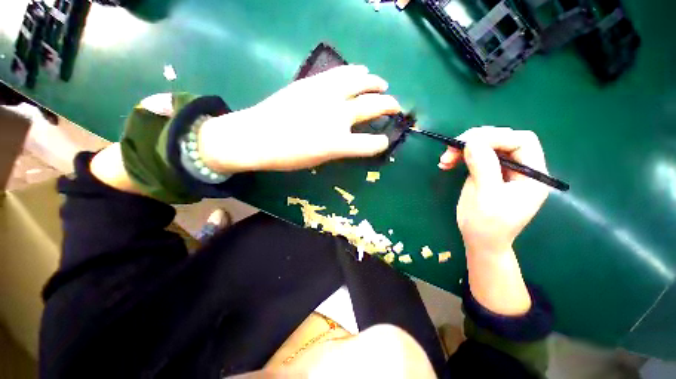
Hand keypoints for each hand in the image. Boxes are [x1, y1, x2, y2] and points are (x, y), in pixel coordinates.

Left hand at [198, 65, 400, 172]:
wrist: (255, 136)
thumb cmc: (287, 156)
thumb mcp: (318, 160)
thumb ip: (338, 147)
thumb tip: (350, 138)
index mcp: (337, 143)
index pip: (369, 144)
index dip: (380, 144)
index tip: (384, 142)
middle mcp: (336, 117)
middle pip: (371, 107)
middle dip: (389, 106)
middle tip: (396, 106)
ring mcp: (325, 96)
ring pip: (359, 82)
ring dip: (374, 83)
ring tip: (382, 84)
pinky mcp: (313, 83)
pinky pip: (340, 73)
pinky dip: (354, 71)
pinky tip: (360, 70)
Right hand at [438, 127, 548, 255]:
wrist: (480, 242)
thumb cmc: (487, 225)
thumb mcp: (486, 197)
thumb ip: (483, 168)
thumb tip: (472, 141)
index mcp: (532, 175)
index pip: (521, 142)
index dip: (496, 138)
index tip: (467, 144)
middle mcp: (521, 168)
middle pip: (503, 139)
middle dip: (476, 141)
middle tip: (451, 149)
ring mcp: (503, 170)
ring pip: (487, 146)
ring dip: (464, 148)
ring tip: (445, 159)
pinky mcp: (488, 172)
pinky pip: (476, 156)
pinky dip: (460, 156)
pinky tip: (447, 163)